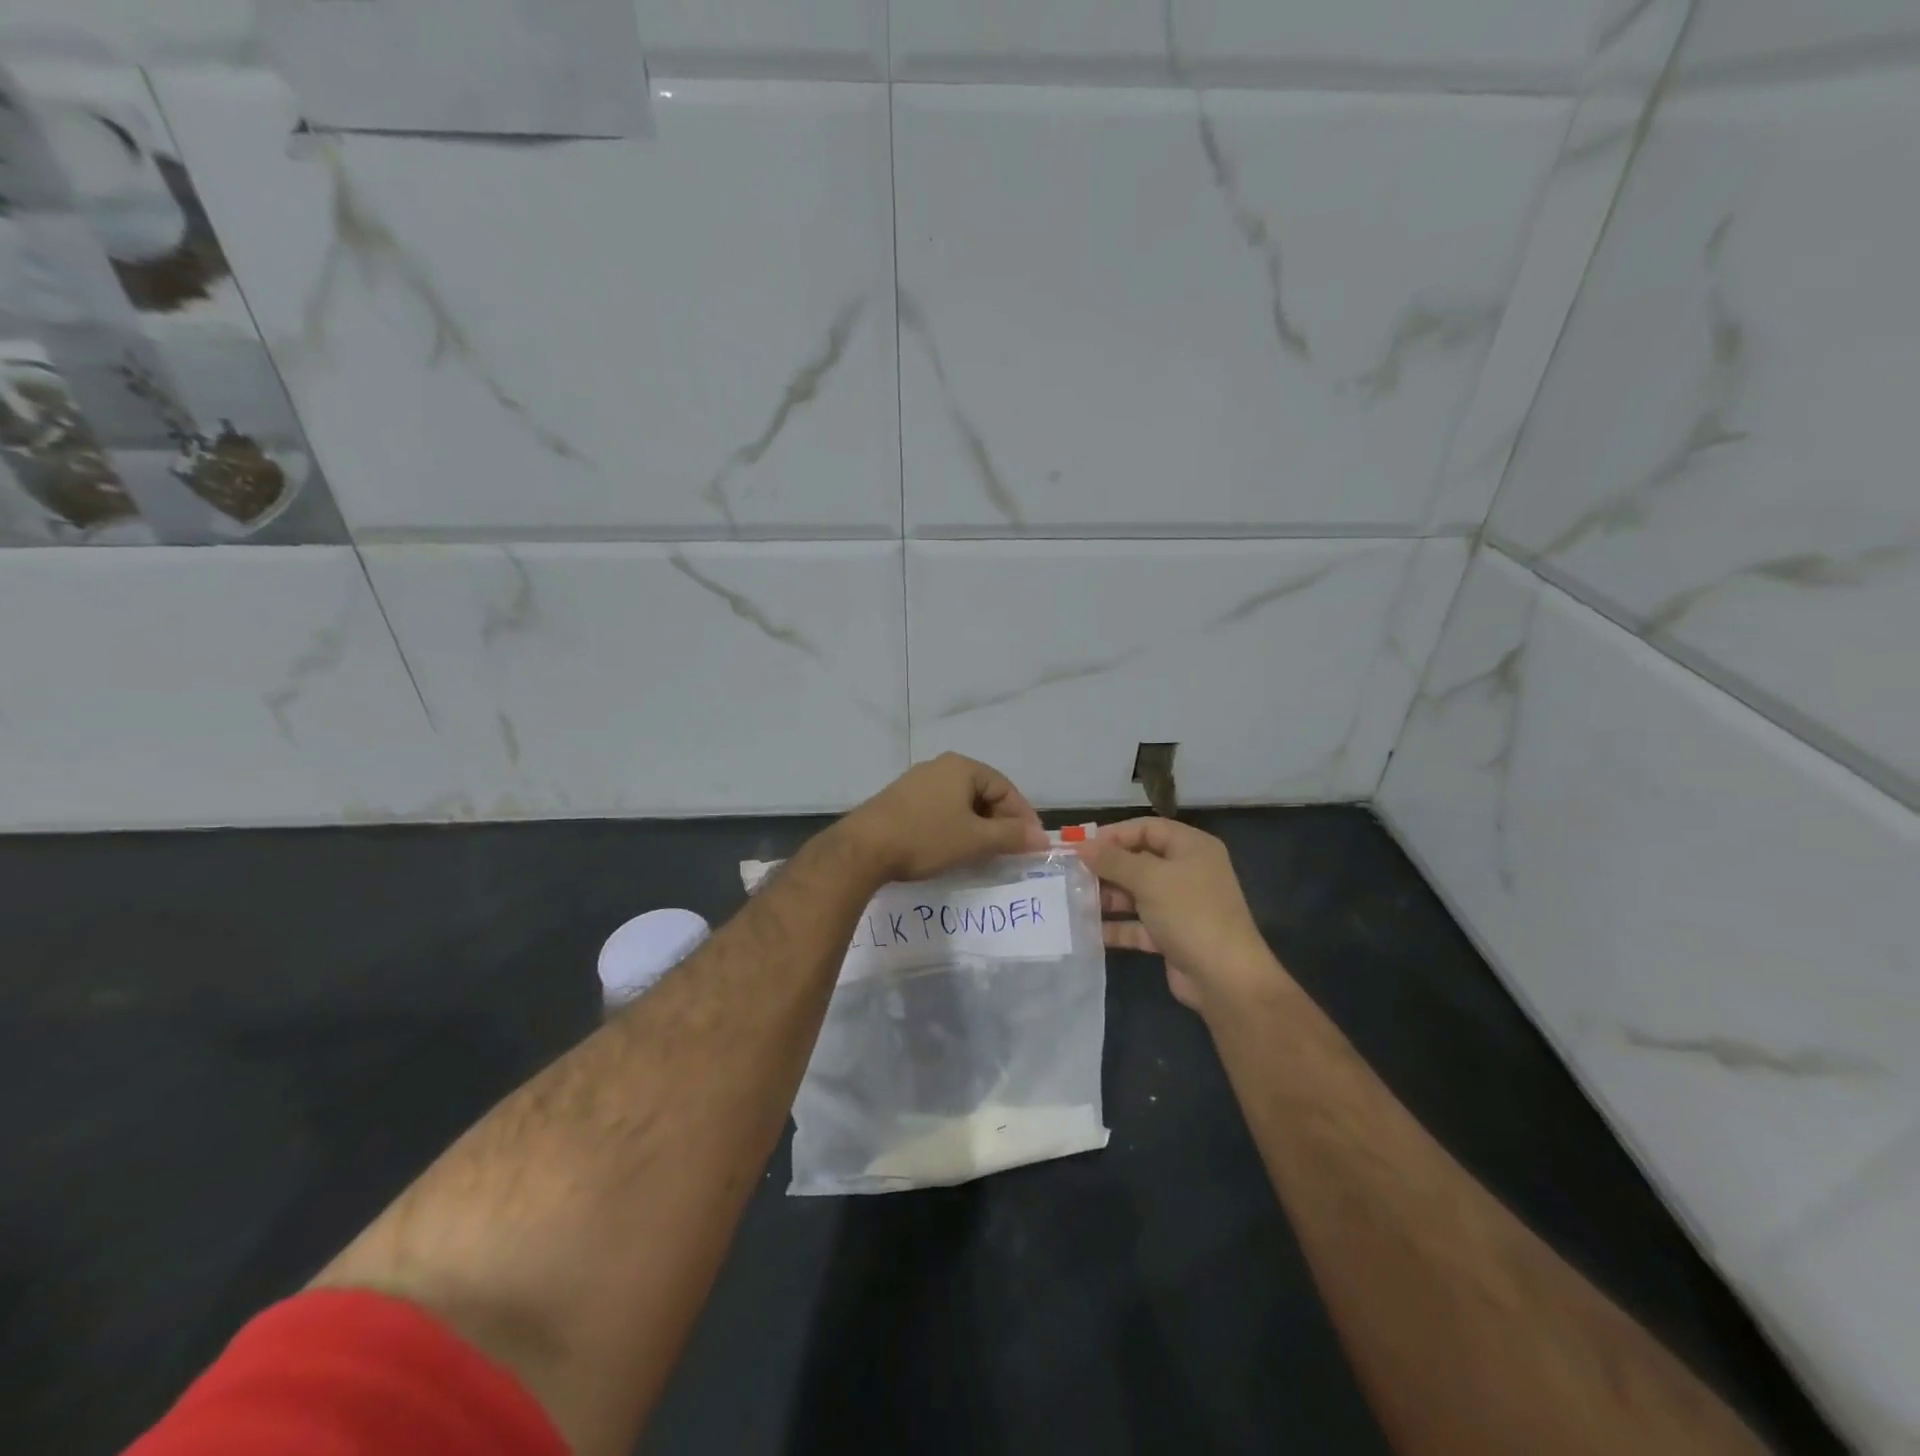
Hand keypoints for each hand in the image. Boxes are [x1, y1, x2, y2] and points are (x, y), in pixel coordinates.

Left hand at [838, 753, 1046, 882]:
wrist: (863, 848)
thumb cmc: (926, 838)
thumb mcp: (975, 840)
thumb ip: (1011, 836)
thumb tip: (1041, 837)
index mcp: (962, 767)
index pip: (1005, 788)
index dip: (1022, 816)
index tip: (1032, 845)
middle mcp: (939, 767)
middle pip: (983, 793)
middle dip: (1000, 822)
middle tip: (1010, 851)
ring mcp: (916, 782)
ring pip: (960, 803)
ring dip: (977, 827)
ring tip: (984, 854)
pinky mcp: (899, 800)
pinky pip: (939, 810)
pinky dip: (954, 828)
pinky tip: (952, 849)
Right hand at [1080, 818, 1279, 1012]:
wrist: (1225, 978)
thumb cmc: (1190, 913)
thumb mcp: (1149, 878)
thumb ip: (1113, 860)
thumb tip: (1081, 846)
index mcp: (1191, 848)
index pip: (1147, 828)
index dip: (1114, 834)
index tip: (1081, 846)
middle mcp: (1187, 872)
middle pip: (1139, 860)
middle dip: (1106, 867)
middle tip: (1070, 873)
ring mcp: (1179, 906)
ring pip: (1136, 893)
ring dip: (1107, 896)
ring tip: (1073, 900)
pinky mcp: (1171, 935)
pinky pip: (1137, 924)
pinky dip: (1116, 926)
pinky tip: (1087, 929)